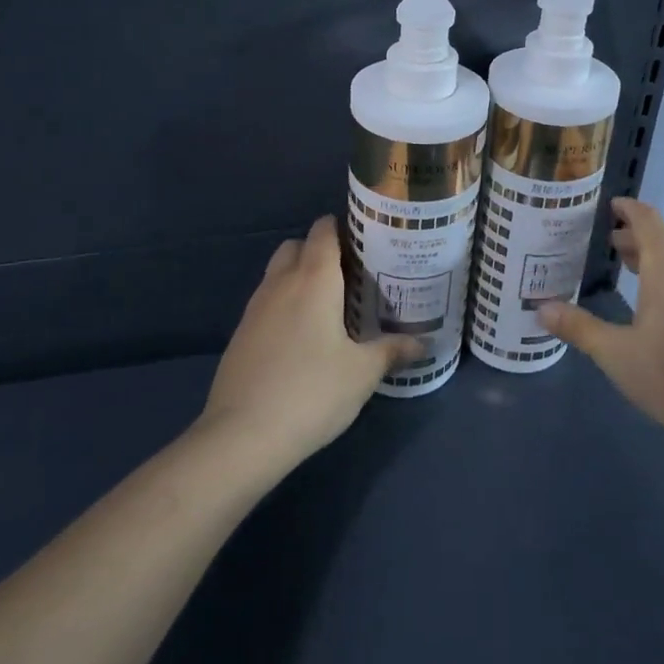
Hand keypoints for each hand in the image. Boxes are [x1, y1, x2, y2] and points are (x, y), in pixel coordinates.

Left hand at [199, 216, 421, 466]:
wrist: (242, 436)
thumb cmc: (312, 392)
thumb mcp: (362, 373)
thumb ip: (392, 351)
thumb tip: (423, 344)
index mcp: (314, 279)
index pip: (323, 231)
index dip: (341, 227)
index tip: (364, 240)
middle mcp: (281, 283)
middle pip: (296, 246)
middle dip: (319, 251)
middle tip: (349, 275)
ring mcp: (255, 308)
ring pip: (277, 274)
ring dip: (299, 278)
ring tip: (328, 306)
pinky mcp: (240, 335)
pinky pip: (266, 303)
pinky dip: (284, 305)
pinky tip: (301, 337)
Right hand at [541, 197, 663, 462]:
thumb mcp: (615, 354)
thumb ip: (578, 328)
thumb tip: (542, 309)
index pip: (649, 222)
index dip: (629, 209)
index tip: (609, 206)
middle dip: (638, 235)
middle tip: (609, 242)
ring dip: (656, 256)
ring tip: (630, 266)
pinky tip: (659, 304)